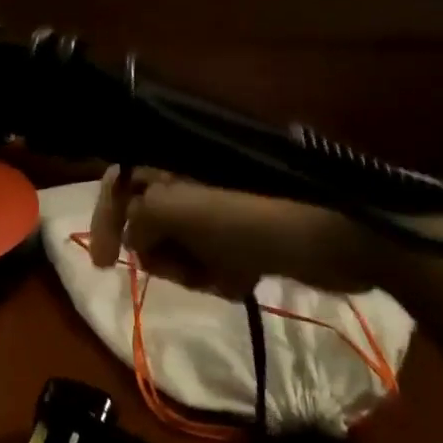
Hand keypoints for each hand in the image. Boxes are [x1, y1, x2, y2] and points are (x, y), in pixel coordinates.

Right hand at [88, 168, 379, 296]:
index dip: (105, 219)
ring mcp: (218, 209)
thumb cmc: (252, 217)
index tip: (104, 266)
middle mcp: (190, 180)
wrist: (337, 237)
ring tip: (221, 276)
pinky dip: (218, 276)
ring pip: (178, 247)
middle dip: (159, 253)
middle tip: (182, 270)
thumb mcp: (182, 209)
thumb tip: (135, 238)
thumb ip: (141, 218)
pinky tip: (243, 280)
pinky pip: (210, 261)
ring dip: (191, 269)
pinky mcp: (242, 236)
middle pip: (147, 221)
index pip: (120, 182)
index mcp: (173, 163)